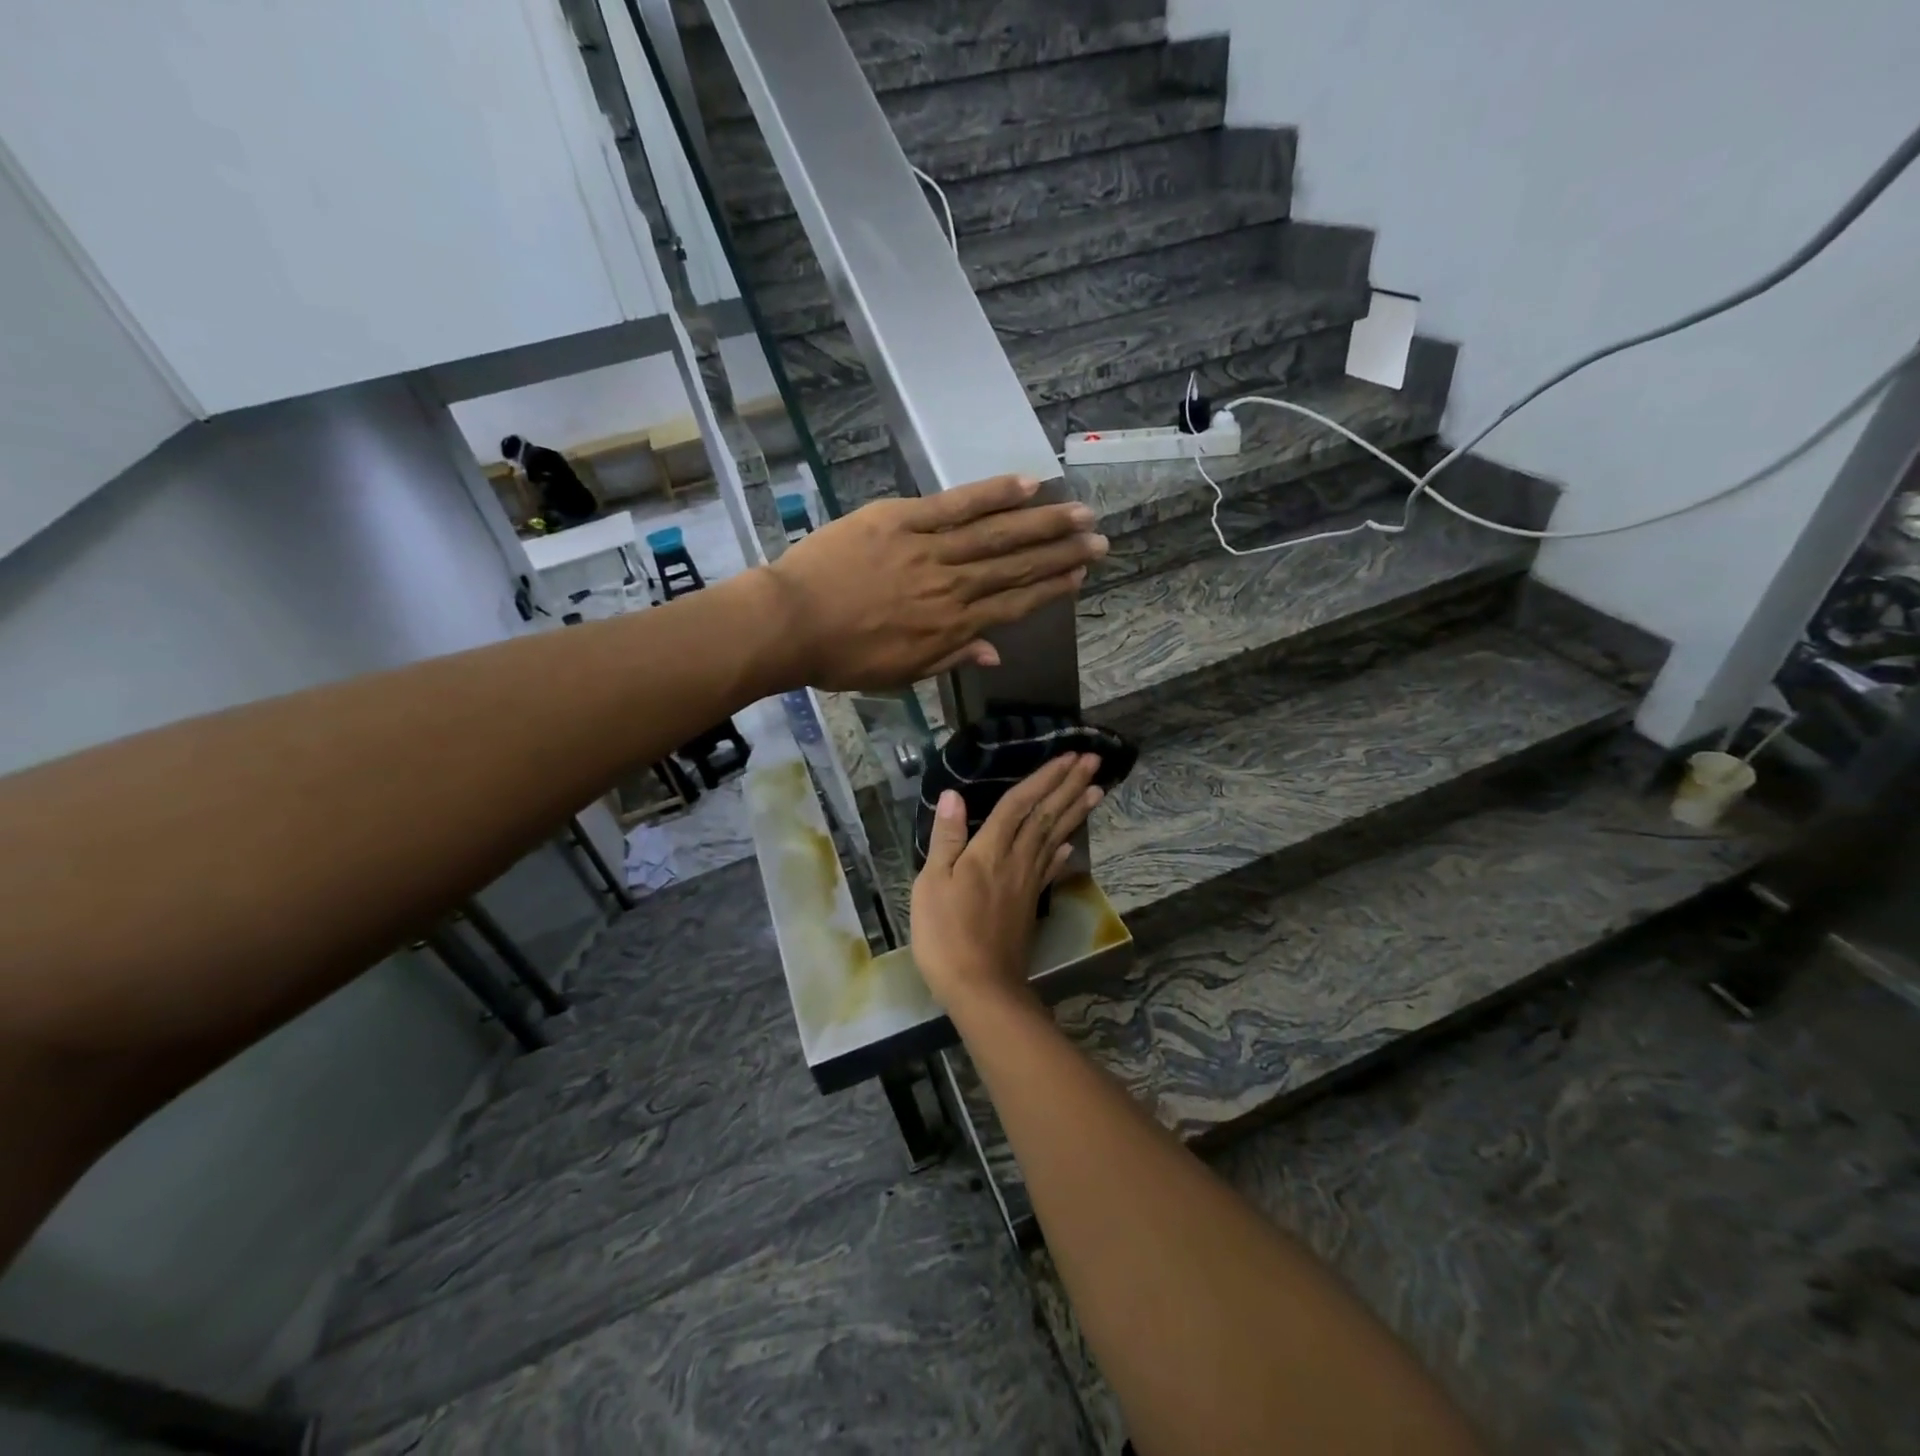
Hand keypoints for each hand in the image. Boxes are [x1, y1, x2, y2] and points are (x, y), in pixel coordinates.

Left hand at [759, 475, 1106, 691]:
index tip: (1080, 576)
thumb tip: (994, 653)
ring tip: (1078, 511)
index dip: (1050, 589)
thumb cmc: (842, 658)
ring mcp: (929, 550)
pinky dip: (992, 493)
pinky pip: (955, 505)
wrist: (791, 624)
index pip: (1013, 605)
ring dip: (1042, 523)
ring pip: (996, 534)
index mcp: (951, 628)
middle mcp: (952, 587)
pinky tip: (1026, 483)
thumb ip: (951, 658)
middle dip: (1061, 553)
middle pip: (1016, 566)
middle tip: (1098, 538)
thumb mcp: (900, 673)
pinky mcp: (903, 520)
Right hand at [911, 753, 1104, 1017]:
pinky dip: (1062, 852)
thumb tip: (954, 796)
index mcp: (989, 851)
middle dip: (1069, 786)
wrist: (980, 986)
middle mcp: (1016, 860)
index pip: (1020, 804)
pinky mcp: (1030, 903)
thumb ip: (946, 839)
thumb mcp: (931, 884)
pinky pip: (1050, 868)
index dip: (1043, 778)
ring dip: (1075, 811)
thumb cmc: (946, 934)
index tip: (1068, 755)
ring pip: (1055, 837)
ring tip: (1097, 790)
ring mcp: (1027, 882)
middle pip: (1046, 815)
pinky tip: (1072, 843)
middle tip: (1093, 761)